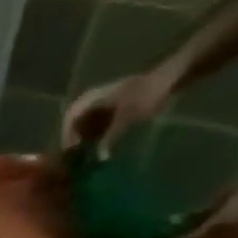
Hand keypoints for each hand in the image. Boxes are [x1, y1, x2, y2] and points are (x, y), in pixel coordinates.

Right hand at [61, 65, 180, 154]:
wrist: (171, 79)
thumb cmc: (147, 93)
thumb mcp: (127, 116)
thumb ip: (111, 137)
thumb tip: (100, 158)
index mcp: (93, 98)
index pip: (71, 117)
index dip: (67, 134)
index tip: (70, 150)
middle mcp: (94, 101)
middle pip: (74, 123)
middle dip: (73, 140)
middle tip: (75, 157)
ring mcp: (103, 105)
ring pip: (84, 126)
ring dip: (83, 141)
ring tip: (85, 156)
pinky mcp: (112, 111)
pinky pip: (96, 126)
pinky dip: (94, 138)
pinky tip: (97, 149)